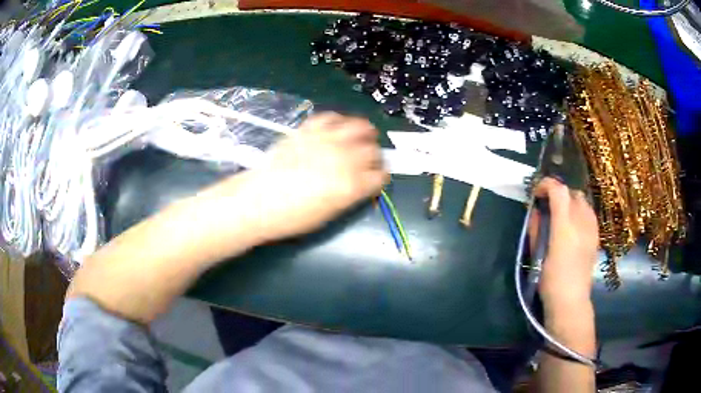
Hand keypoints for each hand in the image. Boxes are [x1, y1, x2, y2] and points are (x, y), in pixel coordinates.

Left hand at [206, 112, 387, 242]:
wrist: (260, 201)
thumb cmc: (294, 217)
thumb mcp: (330, 213)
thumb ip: (350, 195)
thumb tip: (359, 185)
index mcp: (352, 185)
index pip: (380, 176)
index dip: (380, 177)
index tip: (376, 178)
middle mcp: (345, 159)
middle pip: (373, 151)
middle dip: (375, 156)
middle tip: (368, 159)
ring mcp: (328, 141)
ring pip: (359, 127)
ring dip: (365, 132)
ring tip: (362, 135)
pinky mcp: (309, 130)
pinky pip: (331, 117)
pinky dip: (338, 121)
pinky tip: (337, 127)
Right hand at [528, 178, 598, 311]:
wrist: (571, 299)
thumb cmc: (549, 279)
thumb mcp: (537, 254)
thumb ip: (536, 228)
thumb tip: (536, 211)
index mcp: (564, 225)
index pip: (558, 190)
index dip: (546, 185)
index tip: (537, 192)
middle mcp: (581, 221)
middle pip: (572, 192)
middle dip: (559, 193)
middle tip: (548, 205)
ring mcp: (592, 227)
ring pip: (582, 201)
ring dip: (570, 202)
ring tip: (562, 215)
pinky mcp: (597, 235)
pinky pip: (589, 213)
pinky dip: (580, 212)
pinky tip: (574, 226)